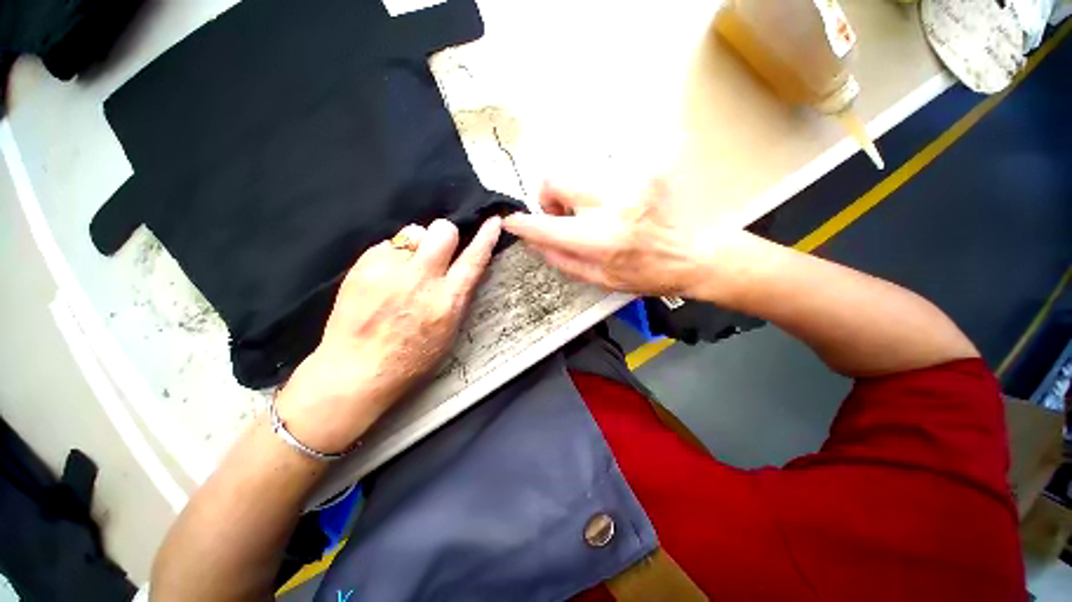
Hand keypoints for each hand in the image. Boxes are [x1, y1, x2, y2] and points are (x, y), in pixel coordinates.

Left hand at [275, 217, 501, 452]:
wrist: (355, 371)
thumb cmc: (410, 358)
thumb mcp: (448, 331)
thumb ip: (456, 294)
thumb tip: (459, 266)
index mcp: (447, 301)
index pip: (473, 259)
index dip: (486, 237)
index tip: (492, 221)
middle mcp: (421, 280)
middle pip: (443, 230)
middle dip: (446, 236)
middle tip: (437, 252)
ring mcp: (389, 270)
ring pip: (414, 231)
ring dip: (417, 244)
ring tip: (407, 266)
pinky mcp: (362, 266)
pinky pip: (388, 244)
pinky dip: (393, 255)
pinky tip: (385, 276)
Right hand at [503, 178, 742, 297]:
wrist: (695, 255)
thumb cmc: (646, 274)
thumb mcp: (600, 280)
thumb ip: (561, 260)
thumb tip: (533, 242)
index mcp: (601, 240)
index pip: (547, 226)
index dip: (523, 223)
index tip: (512, 222)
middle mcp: (613, 204)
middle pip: (556, 178)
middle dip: (551, 198)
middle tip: (566, 216)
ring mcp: (632, 180)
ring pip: (578, 171)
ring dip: (576, 193)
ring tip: (595, 212)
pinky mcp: (646, 167)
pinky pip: (605, 168)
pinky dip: (599, 186)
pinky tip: (616, 203)